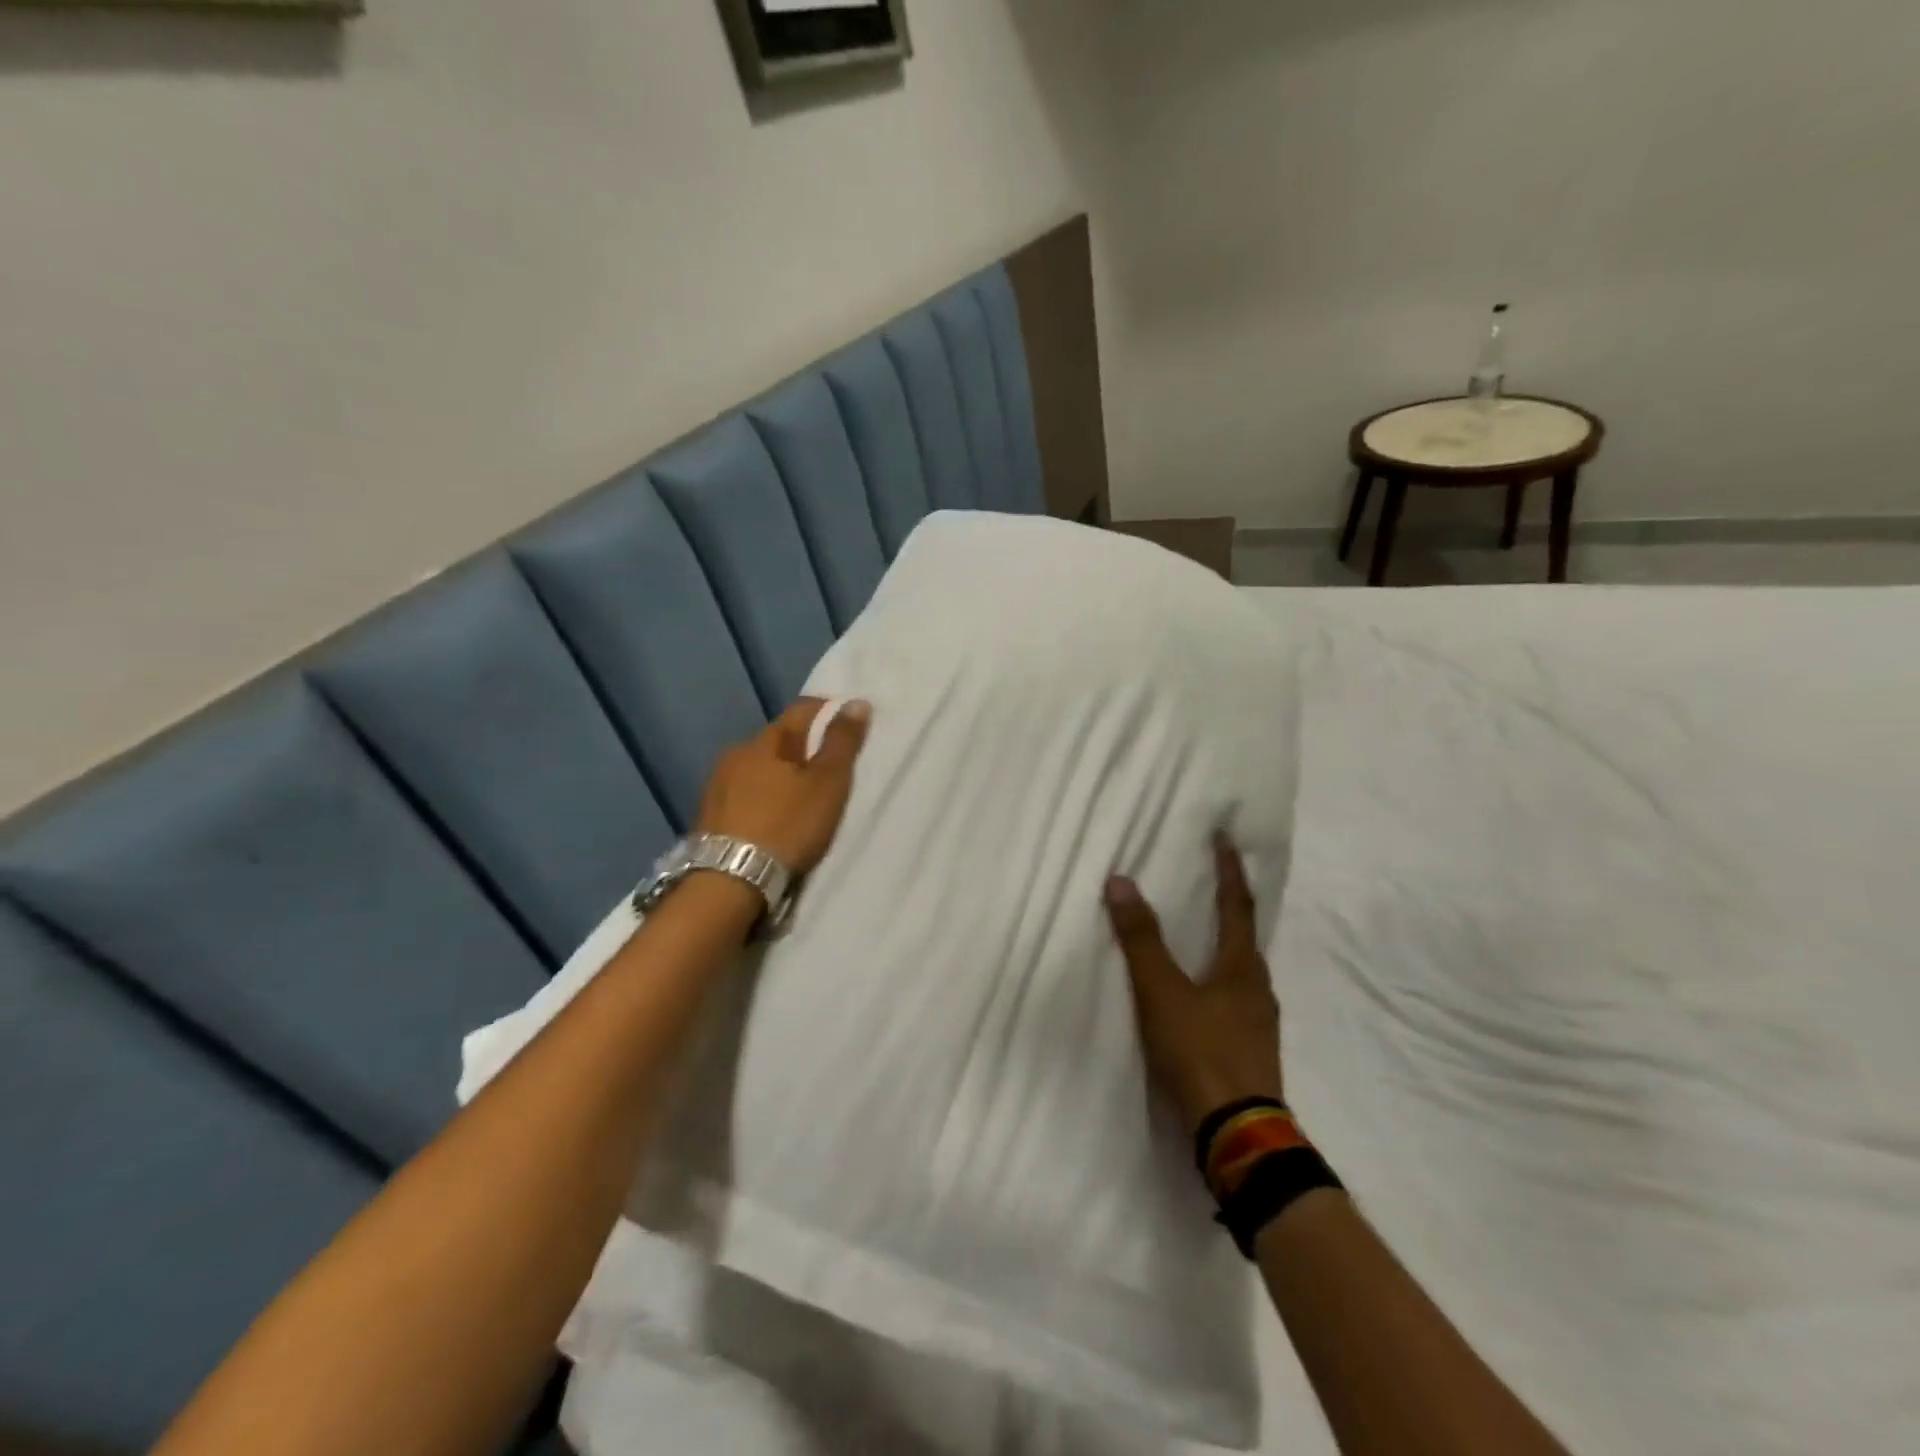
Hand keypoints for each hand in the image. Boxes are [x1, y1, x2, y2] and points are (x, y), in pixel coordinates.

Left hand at [695, 697, 871, 873]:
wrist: (727, 881)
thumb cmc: (786, 826)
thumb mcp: (827, 784)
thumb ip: (842, 743)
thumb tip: (857, 702)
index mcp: (766, 741)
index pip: (801, 710)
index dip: (826, 710)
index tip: (846, 719)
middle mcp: (736, 754)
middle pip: (777, 739)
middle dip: (802, 745)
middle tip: (827, 764)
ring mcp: (717, 785)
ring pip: (757, 767)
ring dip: (778, 773)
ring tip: (800, 794)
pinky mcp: (708, 815)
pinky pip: (743, 793)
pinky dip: (762, 796)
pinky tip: (771, 815)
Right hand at [1105, 834, 1282, 1134]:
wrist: (1238, 1134)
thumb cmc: (1200, 1052)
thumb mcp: (1161, 992)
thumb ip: (1140, 939)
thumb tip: (1120, 881)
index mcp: (1240, 967)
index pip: (1236, 905)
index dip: (1229, 870)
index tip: (1225, 837)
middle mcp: (1257, 988)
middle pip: (1245, 937)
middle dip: (1230, 906)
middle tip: (1211, 883)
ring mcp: (1259, 1022)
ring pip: (1242, 970)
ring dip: (1225, 945)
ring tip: (1203, 936)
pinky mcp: (1252, 1050)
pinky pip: (1236, 998)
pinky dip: (1219, 980)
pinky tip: (1203, 995)